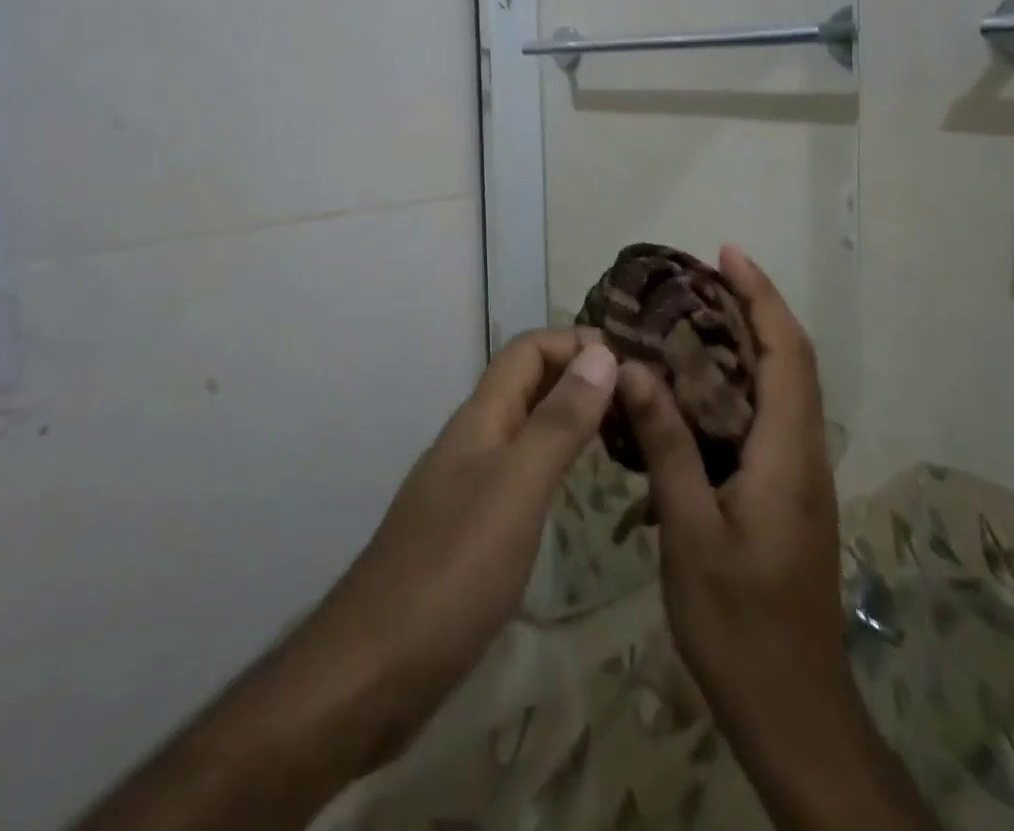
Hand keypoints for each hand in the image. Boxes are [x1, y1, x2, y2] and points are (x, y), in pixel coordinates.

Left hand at [313, 326, 618, 764]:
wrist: (374, 670)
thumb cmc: (452, 570)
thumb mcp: (517, 488)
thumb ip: (558, 421)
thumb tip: (602, 352)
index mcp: (480, 419)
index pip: (528, 350)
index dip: (575, 343)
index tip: (632, 361)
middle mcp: (473, 441)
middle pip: (527, 383)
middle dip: (579, 376)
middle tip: (640, 398)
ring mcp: (467, 486)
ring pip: (525, 427)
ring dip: (571, 417)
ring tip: (624, 434)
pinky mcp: (469, 530)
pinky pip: (520, 471)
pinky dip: (556, 461)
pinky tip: (579, 488)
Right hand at [618, 248, 895, 830]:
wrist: (795, 712)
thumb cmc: (740, 624)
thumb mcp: (691, 532)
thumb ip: (668, 445)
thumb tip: (636, 370)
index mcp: (788, 453)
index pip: (786, 351)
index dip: (760, 295)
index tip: (726, 253)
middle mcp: (804, 453)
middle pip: (791, 360)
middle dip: (755, 308)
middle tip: (699, 278)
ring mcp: (800, 476)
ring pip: (782, 388)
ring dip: (749, 343)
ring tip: (693, 318)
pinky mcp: (788, 496)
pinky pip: (768, 418)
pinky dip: (739, 384)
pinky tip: (695, 393)